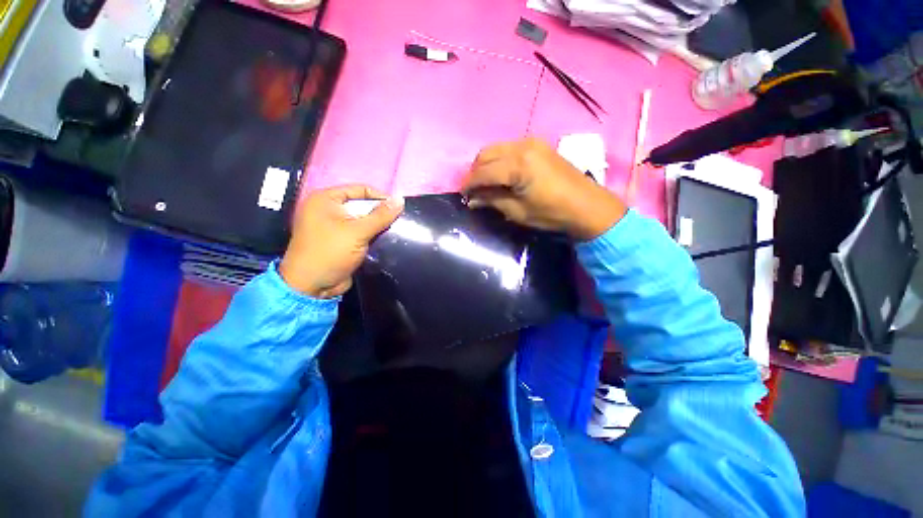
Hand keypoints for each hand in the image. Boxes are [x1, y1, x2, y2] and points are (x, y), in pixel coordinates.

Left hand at [280, 185, 403, 297]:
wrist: (312, 286)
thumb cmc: (330, 252)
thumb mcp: (357, 232)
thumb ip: (380, 215)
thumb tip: (400, 199)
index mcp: (325, 199)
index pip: (359, 189)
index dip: (380, 196)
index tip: (398, 208)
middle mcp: (327, 209)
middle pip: (361, 205)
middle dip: (379, 213)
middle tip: (397, 221)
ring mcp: (333, 226)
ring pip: (362, 220)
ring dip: (377, 226)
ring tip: (395, 230)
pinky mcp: (340, 241)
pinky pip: (360, 232)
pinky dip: (371, 235)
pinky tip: (385, 239)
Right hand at [461, 137, 626, 240]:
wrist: (588, 206)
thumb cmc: (552, 213)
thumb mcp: (518, 212)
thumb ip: (492, 200)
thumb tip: (472, 199)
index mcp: (517, 165)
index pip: (482, 171)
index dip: (469, 184)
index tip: (462, 195)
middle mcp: (522, 146)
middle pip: (485, 154)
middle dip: (474, 171)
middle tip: (472, 190)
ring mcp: (531, 142)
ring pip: (496, 148)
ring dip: (486, 164)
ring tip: (484, 183)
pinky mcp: (538, 144)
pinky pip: (509, 148)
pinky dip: (499, 160)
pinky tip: (500, 174)